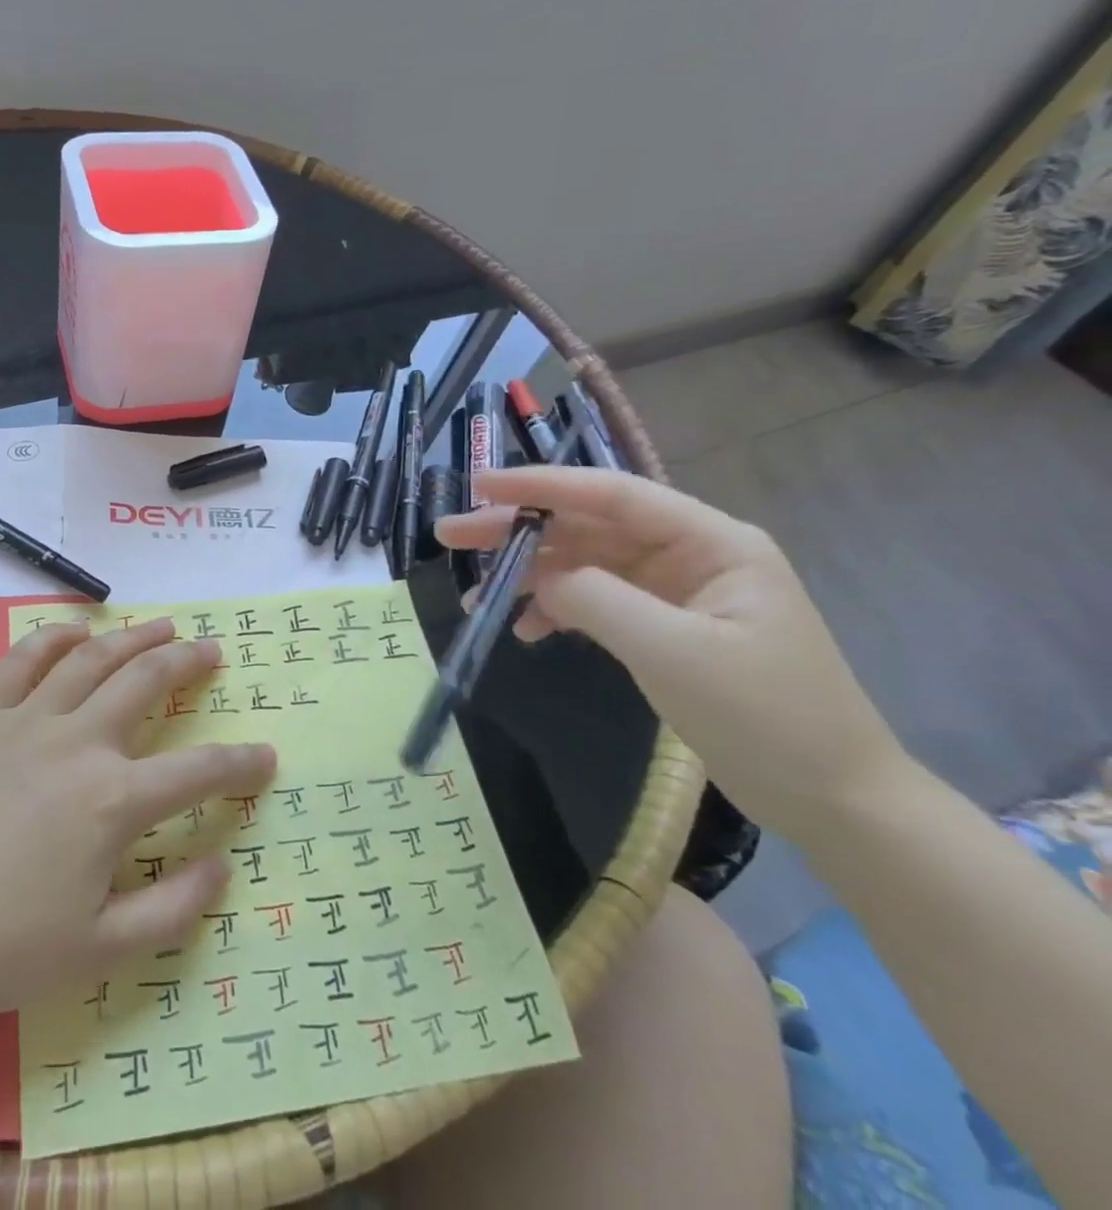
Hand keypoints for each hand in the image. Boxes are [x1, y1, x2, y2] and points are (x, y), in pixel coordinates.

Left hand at [0, 617, 275, 1019]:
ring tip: (162, 625)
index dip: (240, 763)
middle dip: (187, 662)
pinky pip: (23, 659)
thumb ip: (172, 910)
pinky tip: (77, 629)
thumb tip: (222, 868)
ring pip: (93, 658)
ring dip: (134, 636)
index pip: (198, 772)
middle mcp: (78, 743)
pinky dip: (54, 637)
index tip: (266, 757)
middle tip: (211, 649)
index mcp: (112, 801)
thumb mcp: (97, 952)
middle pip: (146, 682)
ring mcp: (26, 720)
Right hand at [437, 466, 907, 837]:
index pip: (612, 495)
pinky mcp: (662, 627)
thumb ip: (596, 600)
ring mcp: (674, 592)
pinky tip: (525, 631)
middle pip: (588, 526)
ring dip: (530, 576)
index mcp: (711, 542)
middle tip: (451, 535)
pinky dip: (556, 611)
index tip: (479, 486)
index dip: (542, 485)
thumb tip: (537, 578)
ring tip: (478, 595)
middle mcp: (690, 554)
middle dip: (519, 529)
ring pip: (584, 564)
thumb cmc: (766, 717)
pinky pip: (594, 602)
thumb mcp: (674, 652)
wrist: (832, 799)